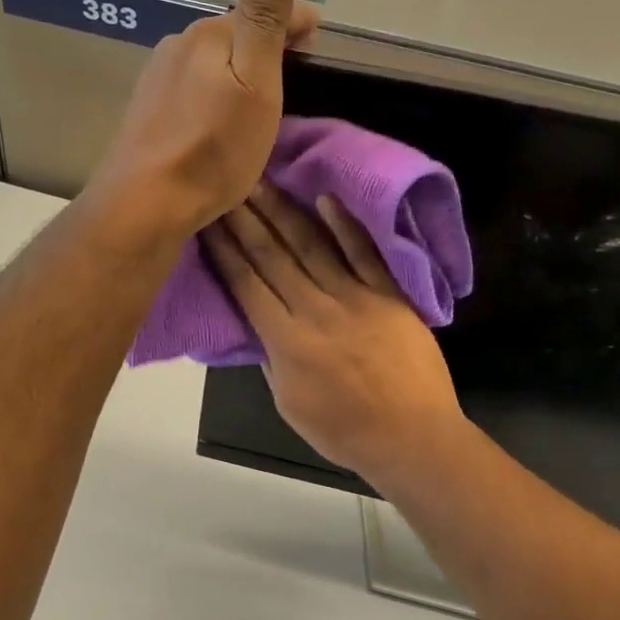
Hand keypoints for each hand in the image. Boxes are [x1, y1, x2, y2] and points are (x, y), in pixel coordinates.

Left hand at [90, 0, 317, 240]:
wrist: (144, 203)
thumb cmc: (213, 147)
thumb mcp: (255, 82)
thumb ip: (264, 16)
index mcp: (208, 34)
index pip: (264, 13)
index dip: (297, 23)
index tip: (319, 35)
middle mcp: (178, 46)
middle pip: (235, 35)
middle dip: (266, 45)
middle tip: (296, 68)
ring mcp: (156, 78)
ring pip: (211, 62)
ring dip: (238, 70)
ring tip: (260, 96)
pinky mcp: (147, 111)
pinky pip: (192, 88)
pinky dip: (214, 93)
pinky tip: (218, 117)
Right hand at [203, 181, 466, 486]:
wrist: (413, 437)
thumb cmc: (345, 431)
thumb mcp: (289, 404)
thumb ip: (272, 358)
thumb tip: (260, 323)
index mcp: (286, 340)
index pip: (246, 283)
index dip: (224, 249)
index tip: (207, 219)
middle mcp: (314, 309)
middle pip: (272, 255)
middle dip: (245, 218)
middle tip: (226, 184)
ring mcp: (355, 297)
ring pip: (311, 245)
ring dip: (283, 211)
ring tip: (261, 181)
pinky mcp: (388, 294)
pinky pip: (364, 253)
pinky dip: (345, 225)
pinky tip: (326, 198)